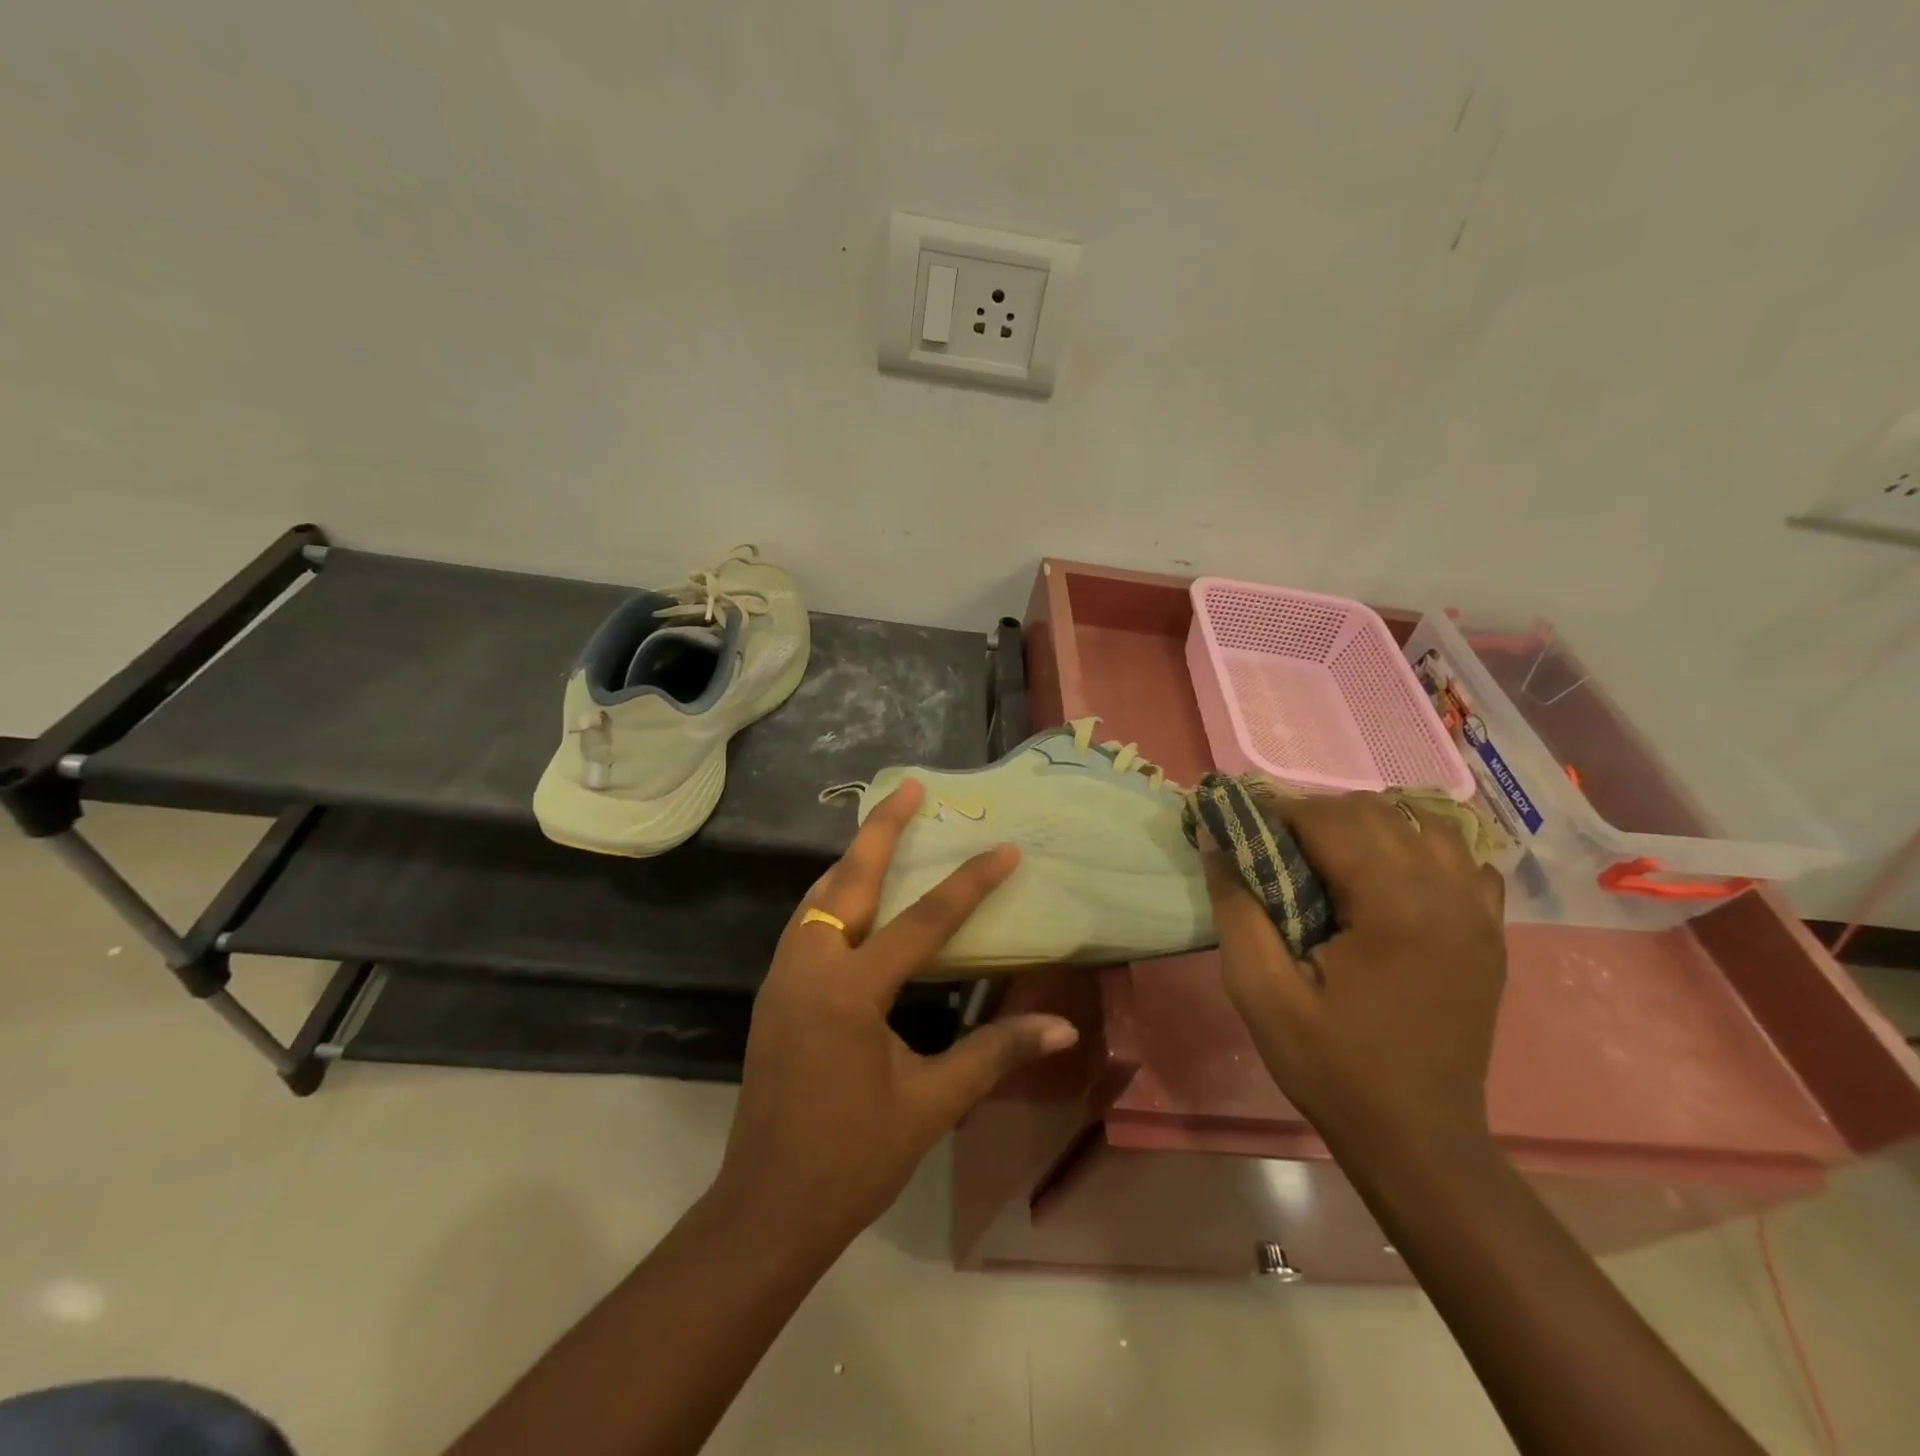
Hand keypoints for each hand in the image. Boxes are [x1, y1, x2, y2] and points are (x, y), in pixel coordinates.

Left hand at [710, 779, 1079, 1253]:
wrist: (766, 1208)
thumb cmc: (852, 1158)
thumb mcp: (930, 1105)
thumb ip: (994, 1054)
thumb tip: (1063, 1030)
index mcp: (850, 991)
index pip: (922, 922)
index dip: (969, 884)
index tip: (1005, 849)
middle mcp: (810, 968)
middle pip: (847, 881)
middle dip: (881, 830)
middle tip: (909, 787)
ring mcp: (783, 978)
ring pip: (818, 898)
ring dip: (852, 860)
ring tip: (883, 831)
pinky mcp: (774, 993)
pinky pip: (805, 923)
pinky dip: (831, 895)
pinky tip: (851, 898)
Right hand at [1204, 792, 1506, 1157]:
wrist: (1417, 1139)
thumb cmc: (1331, 1066)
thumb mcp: (1259, 991)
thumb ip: (1235, 906)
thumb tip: (1216, 837)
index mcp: (1395, 906)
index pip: (1329, 818)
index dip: (1277, 814)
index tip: (1242, 835)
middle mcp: (1447, 892)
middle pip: (1374, 811)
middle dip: (1315, 818)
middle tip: (1276, 853)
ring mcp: (1479, 910)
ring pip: (1422, 822)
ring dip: (1367, 827)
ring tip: (1330, 862)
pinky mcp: (1490, 930)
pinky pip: (1460, 858)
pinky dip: (1420, 849)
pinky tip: (1389, 881)